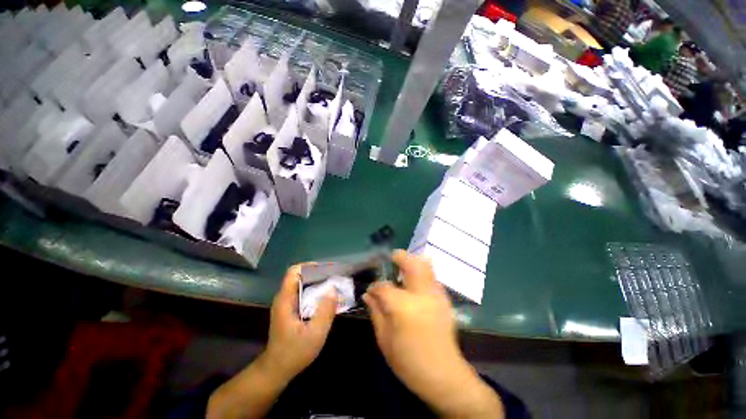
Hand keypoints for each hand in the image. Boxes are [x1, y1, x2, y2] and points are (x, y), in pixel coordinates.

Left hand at [263, 264, 336, 381]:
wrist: (276, 370)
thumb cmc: (294, 353)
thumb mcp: (314, 334)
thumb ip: (325, 311)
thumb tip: (333, 289)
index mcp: (286, 299)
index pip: (294, 271)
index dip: (310, 266)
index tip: (326, 269)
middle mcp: (284, 297)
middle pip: (301, 276)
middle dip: (318, 274)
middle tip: (336, 277)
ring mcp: (287, 304)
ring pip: (303, 284)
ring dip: (318, 282)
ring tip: (335, 286)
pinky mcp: (290, 310)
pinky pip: (304, 293)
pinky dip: (316, 292)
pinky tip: (327, 299)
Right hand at [364, 250, 503, 417]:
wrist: (443, 376)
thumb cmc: (408, 361)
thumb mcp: (384, 339)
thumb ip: (376, 312)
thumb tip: (368, 294)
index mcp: (403, 307)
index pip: (384, 287)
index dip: (375, 287)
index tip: (371, 290)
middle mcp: (421, 295)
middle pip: (411, 264)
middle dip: (400, 257)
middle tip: (392, 258)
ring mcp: (436, 295)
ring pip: (426, 266)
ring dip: (413, 261)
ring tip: (403, 268)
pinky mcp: (445, 299)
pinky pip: (432, 277)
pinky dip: (423, 273)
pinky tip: (415, 284)